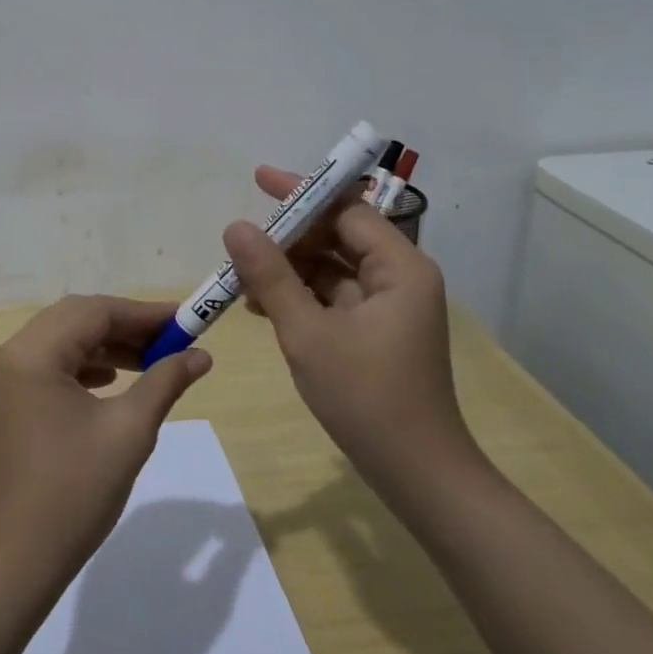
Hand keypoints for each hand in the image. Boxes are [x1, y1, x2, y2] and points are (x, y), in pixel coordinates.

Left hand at [0, 295, 210, 593]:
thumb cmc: (74, 493)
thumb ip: (165, 381)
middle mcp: (11, 355)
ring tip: (151, 360)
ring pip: (63, 340)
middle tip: (171, 339)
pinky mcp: (9, 401)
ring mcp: (6, 379)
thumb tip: (201, 355)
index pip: (94, 312)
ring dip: (106, 344)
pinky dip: (85, 364)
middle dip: (125, 326)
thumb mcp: (129, 432)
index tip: (185, 321)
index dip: (143, 313)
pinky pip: (51, 364)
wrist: (16, 561)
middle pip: (75, 319)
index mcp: (32, 355)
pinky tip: (112, 379)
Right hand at [224, 166, 471, 476]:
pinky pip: (334, 297)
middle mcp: (400, 277)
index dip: (301, 193)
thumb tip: (236, 226)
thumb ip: (270, 276)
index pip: (346, 210)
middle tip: (241, 240)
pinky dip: (301, 296)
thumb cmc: (366, 397)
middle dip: (289, 237)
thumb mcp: (308, 332)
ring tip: (242, 278)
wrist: (417, 474)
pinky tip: (262, 307)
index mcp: (399, 267)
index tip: (258, 179)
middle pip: (339, 236)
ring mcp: (390, 306)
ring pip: (332, 268)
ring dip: (289, 270)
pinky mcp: (378, 331)